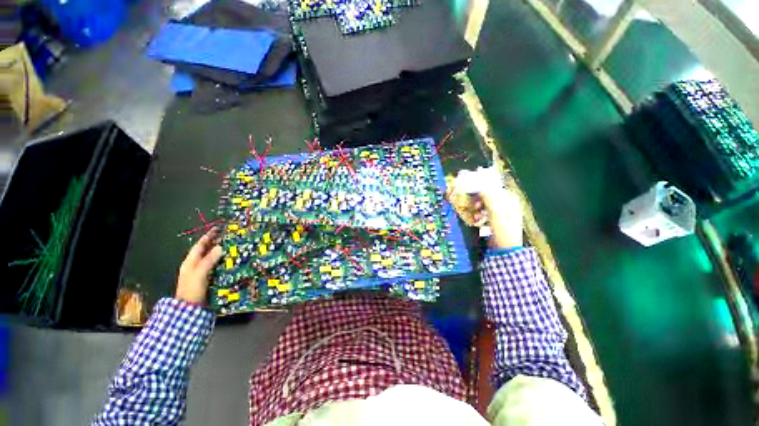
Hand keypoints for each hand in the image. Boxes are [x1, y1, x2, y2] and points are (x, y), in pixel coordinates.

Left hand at [176, 229, 223, 304]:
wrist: (189, 308)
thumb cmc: (192, 288)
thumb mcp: (200, 273)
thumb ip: (209, 260)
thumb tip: (220, 247)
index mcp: (190, 262)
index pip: (199, 245)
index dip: (208, 237)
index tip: (217, 229)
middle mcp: (195, 265)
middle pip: (205, 250)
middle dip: (215, 242)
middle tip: (227, 236)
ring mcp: (201, 272)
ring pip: (211, 258)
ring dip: (219, 252)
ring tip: (231, 246)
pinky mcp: (207, 278)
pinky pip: (215, 266)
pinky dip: (222, 261)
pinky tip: (229, 260)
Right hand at [472, 187, 523, 248]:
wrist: (505, 247)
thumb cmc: (502, 226)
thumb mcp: (495, 208)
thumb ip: (487, 194)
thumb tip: (478, 185)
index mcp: (510, 198)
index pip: (493, 187)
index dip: (481, 188)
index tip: (471, 191)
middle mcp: (506, 203)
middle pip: (488, 196)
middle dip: (478, 200)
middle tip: (473, 205)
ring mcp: (501, 212)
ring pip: (484, 205)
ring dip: (478, 209)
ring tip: (476, 216)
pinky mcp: (495, 221)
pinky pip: (484, 213)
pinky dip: (479, 216)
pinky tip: (478, 221)